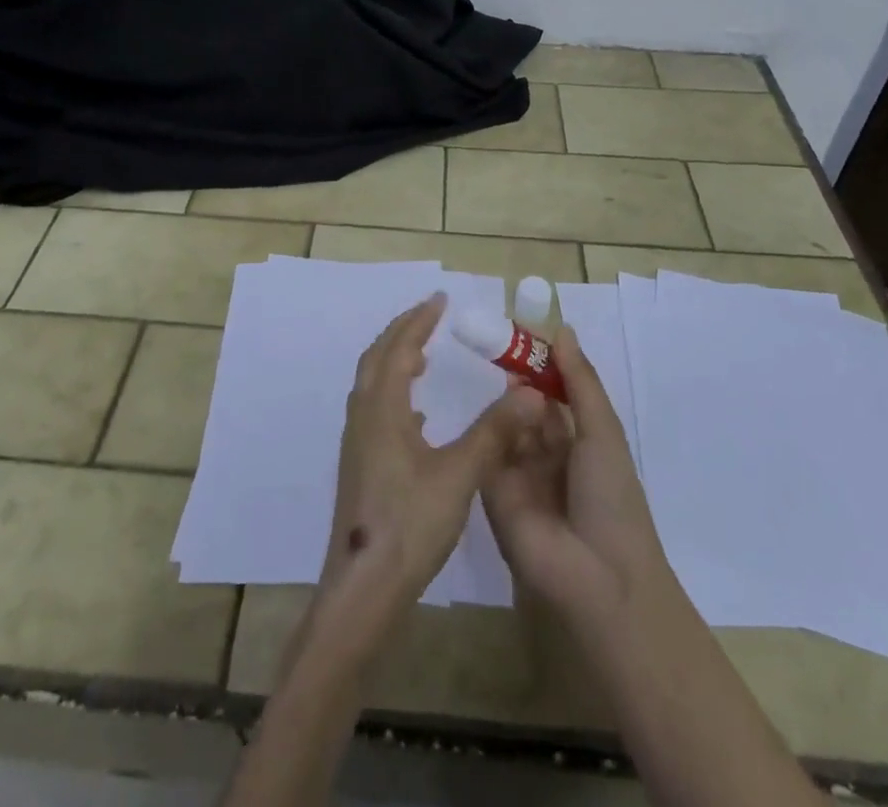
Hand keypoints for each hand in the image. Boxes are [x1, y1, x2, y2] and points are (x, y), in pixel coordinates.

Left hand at [315, 293, 544, 644]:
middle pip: (377, 358)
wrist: (363, 588)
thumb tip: (529, 391)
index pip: (399, 348)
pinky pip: (375, 410)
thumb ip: (494, 432)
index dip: (419, 320)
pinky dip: (394, 394)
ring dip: (394, 361)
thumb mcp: (459, 475)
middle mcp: (364, 417)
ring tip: (423, 357)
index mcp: (382, 409)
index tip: (440, 299)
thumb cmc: (410, 525)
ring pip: (372, 384)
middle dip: (402, 332)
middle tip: (430, 316)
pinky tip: (418, 418)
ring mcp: (358, 443)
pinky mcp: (360, 466)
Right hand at [482, 325, 672, 627]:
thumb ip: (579, 381)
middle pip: (526, 405)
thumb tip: (561, 329)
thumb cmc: (611, 497)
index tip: (517, 328)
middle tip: (489, 337)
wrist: (597, 578)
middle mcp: (547, 453)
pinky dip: (482, 425)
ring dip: (500, 399)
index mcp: (579, 440)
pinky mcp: (491, 491)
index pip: (555, 391)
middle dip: (513, 376)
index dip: (540, 362)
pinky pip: (484, 450)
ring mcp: (518, 472)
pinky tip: (466, 394)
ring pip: (504, 424)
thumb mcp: (601, 431)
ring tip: (481, 360)